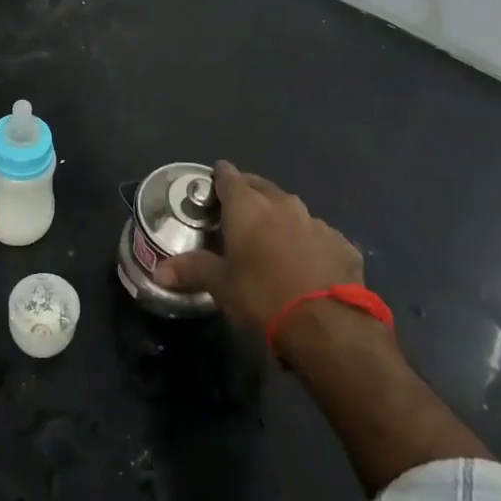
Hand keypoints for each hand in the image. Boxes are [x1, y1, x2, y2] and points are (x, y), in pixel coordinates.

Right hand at [154, 161, 366, 335]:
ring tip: (272, 238)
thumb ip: (191, 271)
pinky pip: (319, 236)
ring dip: (281, 219)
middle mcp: (283, 205)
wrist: (326, 323)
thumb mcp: (220, 285)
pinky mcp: (342, 244)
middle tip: (238, 209)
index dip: (220, 177)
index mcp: (248, 208)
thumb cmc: (261, 295)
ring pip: (293, 211)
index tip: (213, 182)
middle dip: (249, 192)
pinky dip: (309, 243)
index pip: (229, 177)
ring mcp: (317, 223)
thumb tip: (158, 272)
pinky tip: (306, 264)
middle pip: (262, 187)